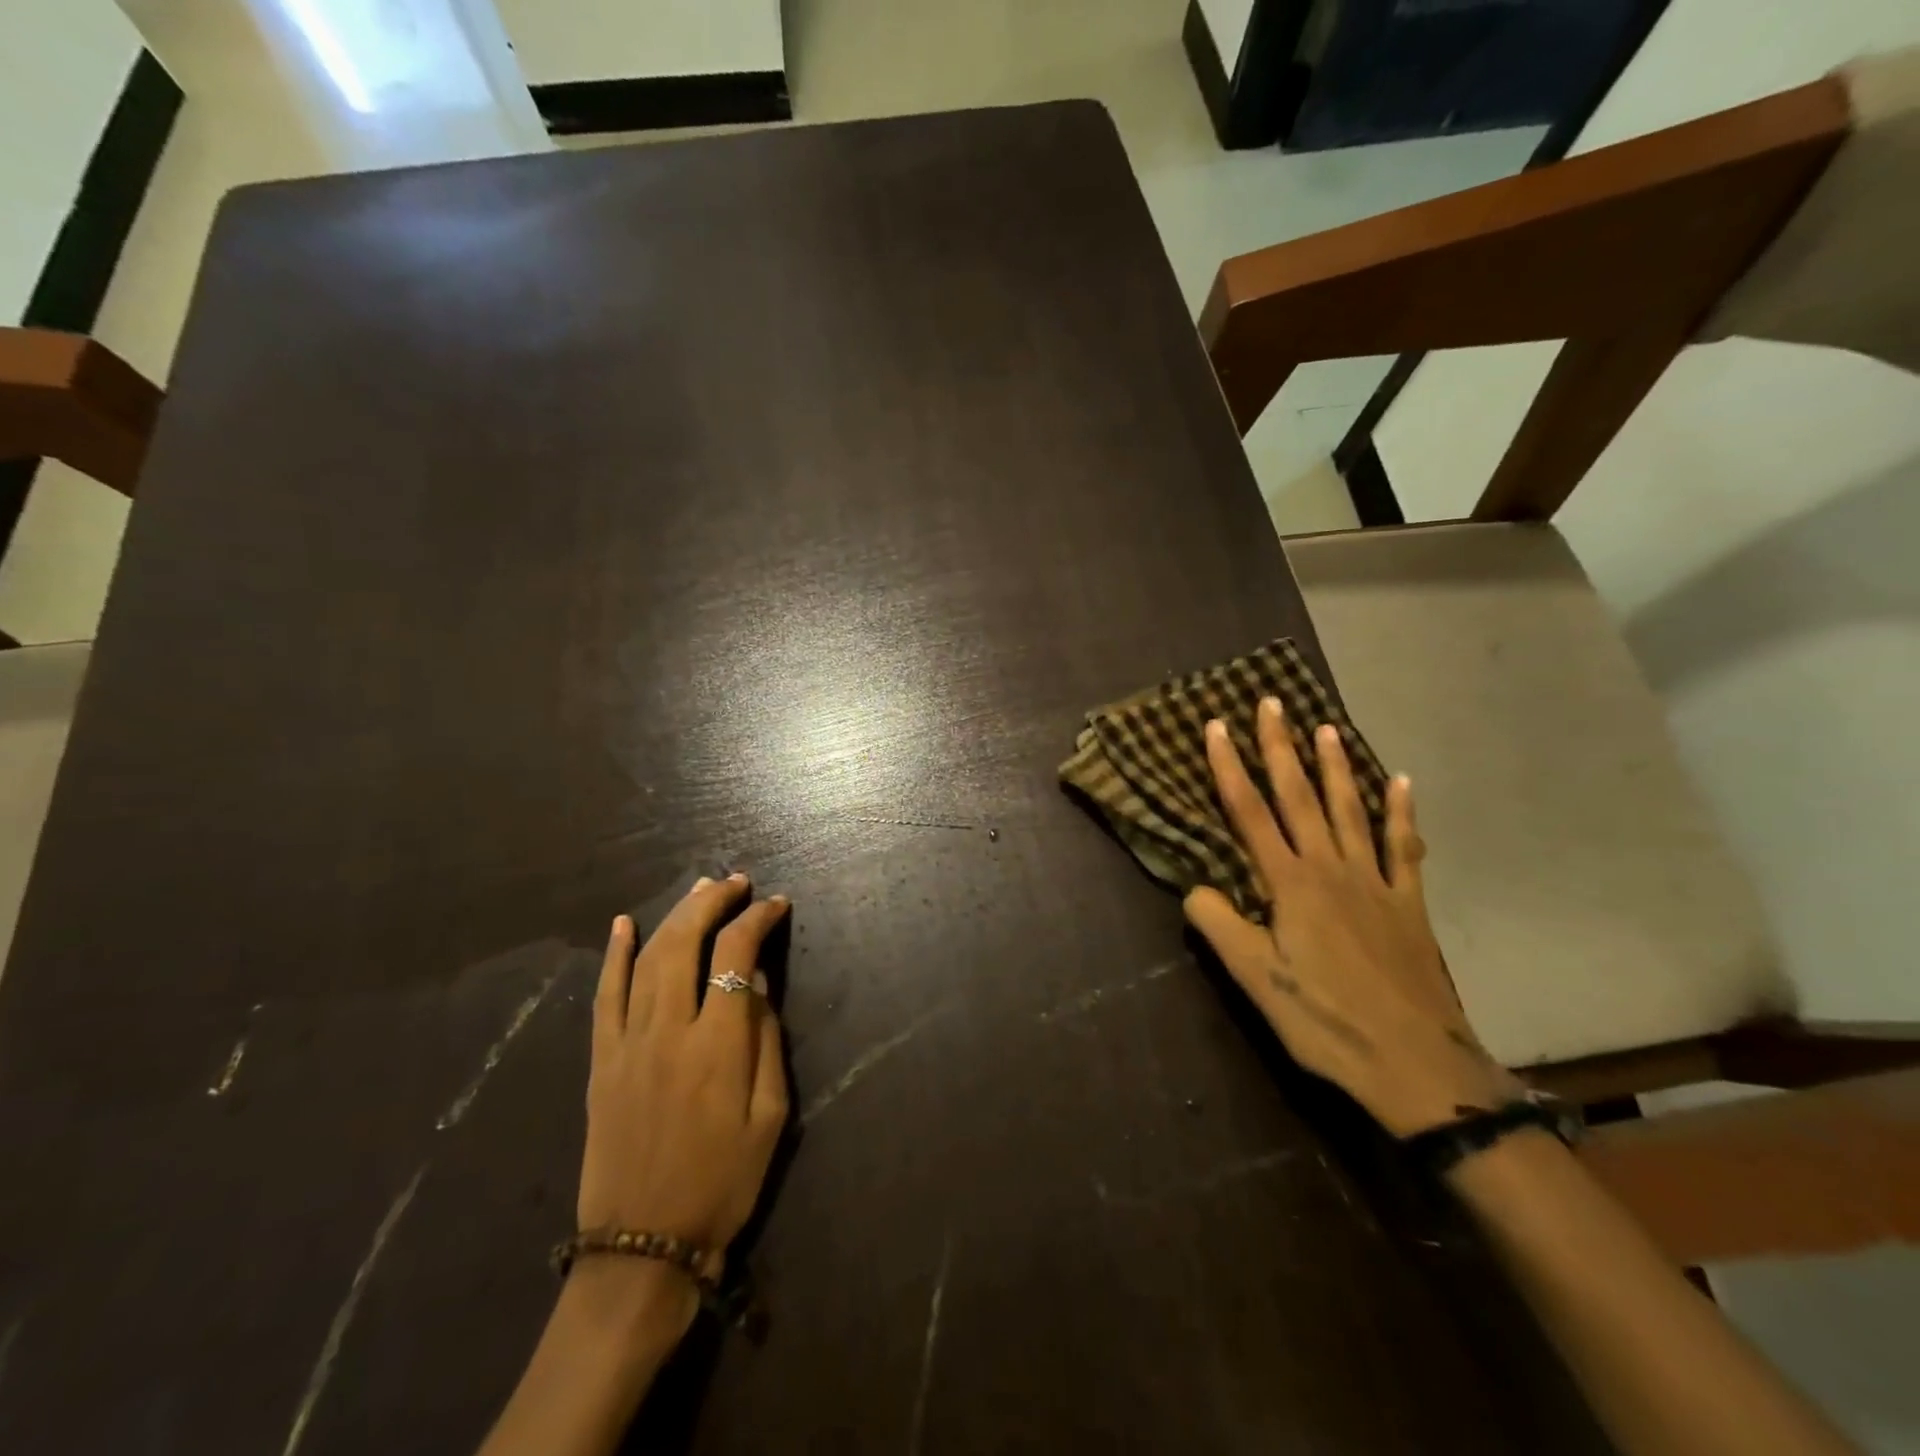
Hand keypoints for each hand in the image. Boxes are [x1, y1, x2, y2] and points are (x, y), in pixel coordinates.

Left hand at [579, 875, 790, 1282]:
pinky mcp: (600, 1061)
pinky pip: (604, 996)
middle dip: (714, 901)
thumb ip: (767, 1041)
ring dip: (675, 916)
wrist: (643, 1247)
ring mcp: (627, 1043)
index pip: (737, 955)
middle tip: (737, 882)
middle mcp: (669, 1031)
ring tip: (699, 890)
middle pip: (687, 941)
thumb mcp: (771, 1116)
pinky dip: (613, 955)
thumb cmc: (724, 1183)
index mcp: (718, 1045)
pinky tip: (623, 924)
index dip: (758, 920)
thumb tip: (761, 983)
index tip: (777, 904)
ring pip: (647, 958)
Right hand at [1183, 698, 1521, 1135]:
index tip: (1217, 726)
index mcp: (1290, 884)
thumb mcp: (1256, 980)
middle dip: (1282, 748)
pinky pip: (1405, 849)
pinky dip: (1402, 814)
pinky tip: (1402, 783)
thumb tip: (1196, 887)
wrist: (1417, 1067)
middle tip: (1273, 703)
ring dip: (1336, 767)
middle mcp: (1332, 869)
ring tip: (1327, 727)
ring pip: (1350, 811)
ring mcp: (1376, 884)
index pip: (1250, 813)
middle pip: (1300, 797)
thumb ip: (1220, 926)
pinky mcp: (1408, 906)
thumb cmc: (1326, 1022)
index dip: (1230, 767)